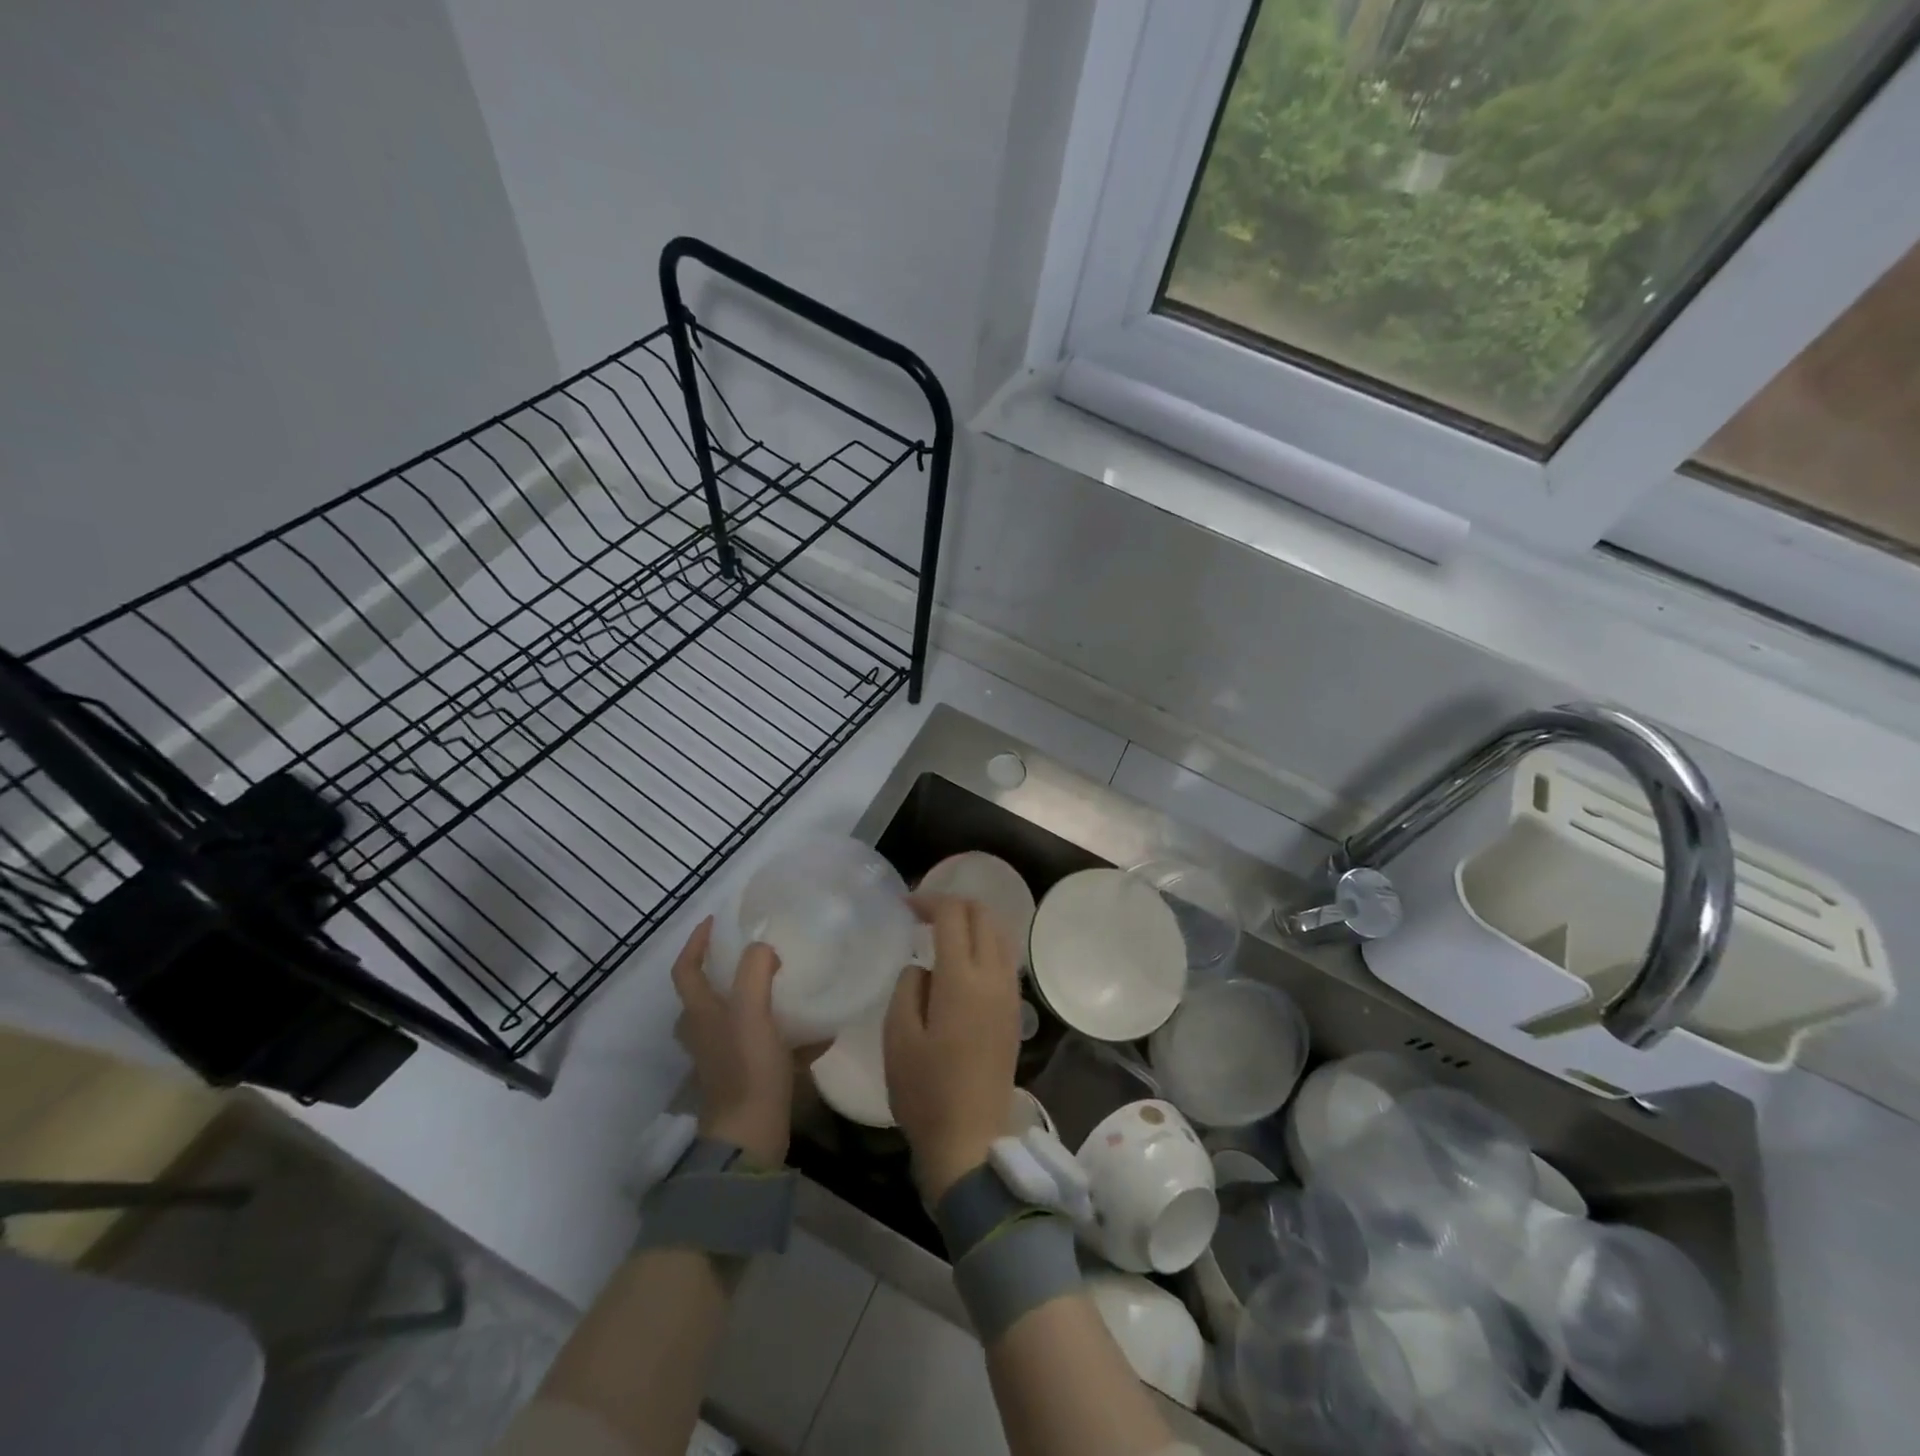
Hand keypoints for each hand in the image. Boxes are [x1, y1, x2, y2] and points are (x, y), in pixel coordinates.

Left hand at [671, 918, 812, 1165]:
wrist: (751, 1135)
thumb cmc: (747, 1067)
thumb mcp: (752, 1011)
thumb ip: (755, 972)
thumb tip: (764, 947)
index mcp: (701, 1014)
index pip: (686, 969)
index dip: (696, 942)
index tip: (716, 921)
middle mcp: (707, 1034)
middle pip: (705, 996)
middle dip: (724, 971)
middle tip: (752, 954)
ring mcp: (725, 1057)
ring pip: (735, 1020)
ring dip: (756, 1001)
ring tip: (787, 986)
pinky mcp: (747, 1077)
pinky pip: (767, 1046)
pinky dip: (788, 1037)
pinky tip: (820, 1034)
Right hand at [883, 895, 1021, 1202]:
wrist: (971, 1140)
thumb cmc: (926, 1091)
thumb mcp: (897, 1037)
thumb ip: (907, 987)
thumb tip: (922, 966)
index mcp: (961, 979)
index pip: (953, 915)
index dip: (929, 900)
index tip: (906, 907)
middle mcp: (993, 977)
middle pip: (983, 915)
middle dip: (954, 904)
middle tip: (924, 914)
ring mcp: (1009, 994)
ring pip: (999, 934)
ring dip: (973, 922)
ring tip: (943, 933)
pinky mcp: (1015, 1011)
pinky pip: (1005, 958)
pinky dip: (986, 943)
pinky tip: (963, 961)